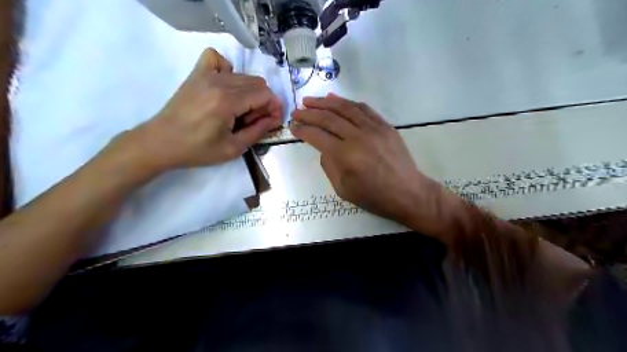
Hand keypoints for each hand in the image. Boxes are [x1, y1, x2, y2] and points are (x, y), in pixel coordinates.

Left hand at [125, 47, 281, 172]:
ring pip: (242, 75)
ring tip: (240, 111)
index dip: (274, 108)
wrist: (160, 142)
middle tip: (254, 120)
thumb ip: (258, 131)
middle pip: (257, 83)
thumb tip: (275, 119)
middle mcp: (219, 82)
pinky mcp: (196, 74)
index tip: (272, 122)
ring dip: (250, 92)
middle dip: (263, 102)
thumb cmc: (197, 150)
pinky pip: (217, 59)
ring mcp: (205, 74)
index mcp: (228, 101)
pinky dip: (227, 70)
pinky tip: (225, 87)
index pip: (264, 94)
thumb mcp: (233, 148)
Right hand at [292, 93, 441, 225]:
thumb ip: (329, 166)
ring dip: (325, 102)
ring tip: (311, 100)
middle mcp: (358, 136)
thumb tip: (324, 147)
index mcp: (346, 155)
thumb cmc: (374, 196)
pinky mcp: (384, 125)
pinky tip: (336, 100)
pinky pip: (363, 108)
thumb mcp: (343, 189)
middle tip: (296, 111)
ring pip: (345, 108)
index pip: (317, 136)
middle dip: (309, 113)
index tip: (293, 127)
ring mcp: (373, 128)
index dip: (302, 130)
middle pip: (328, 118)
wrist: (408, 193)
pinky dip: (347, 103)